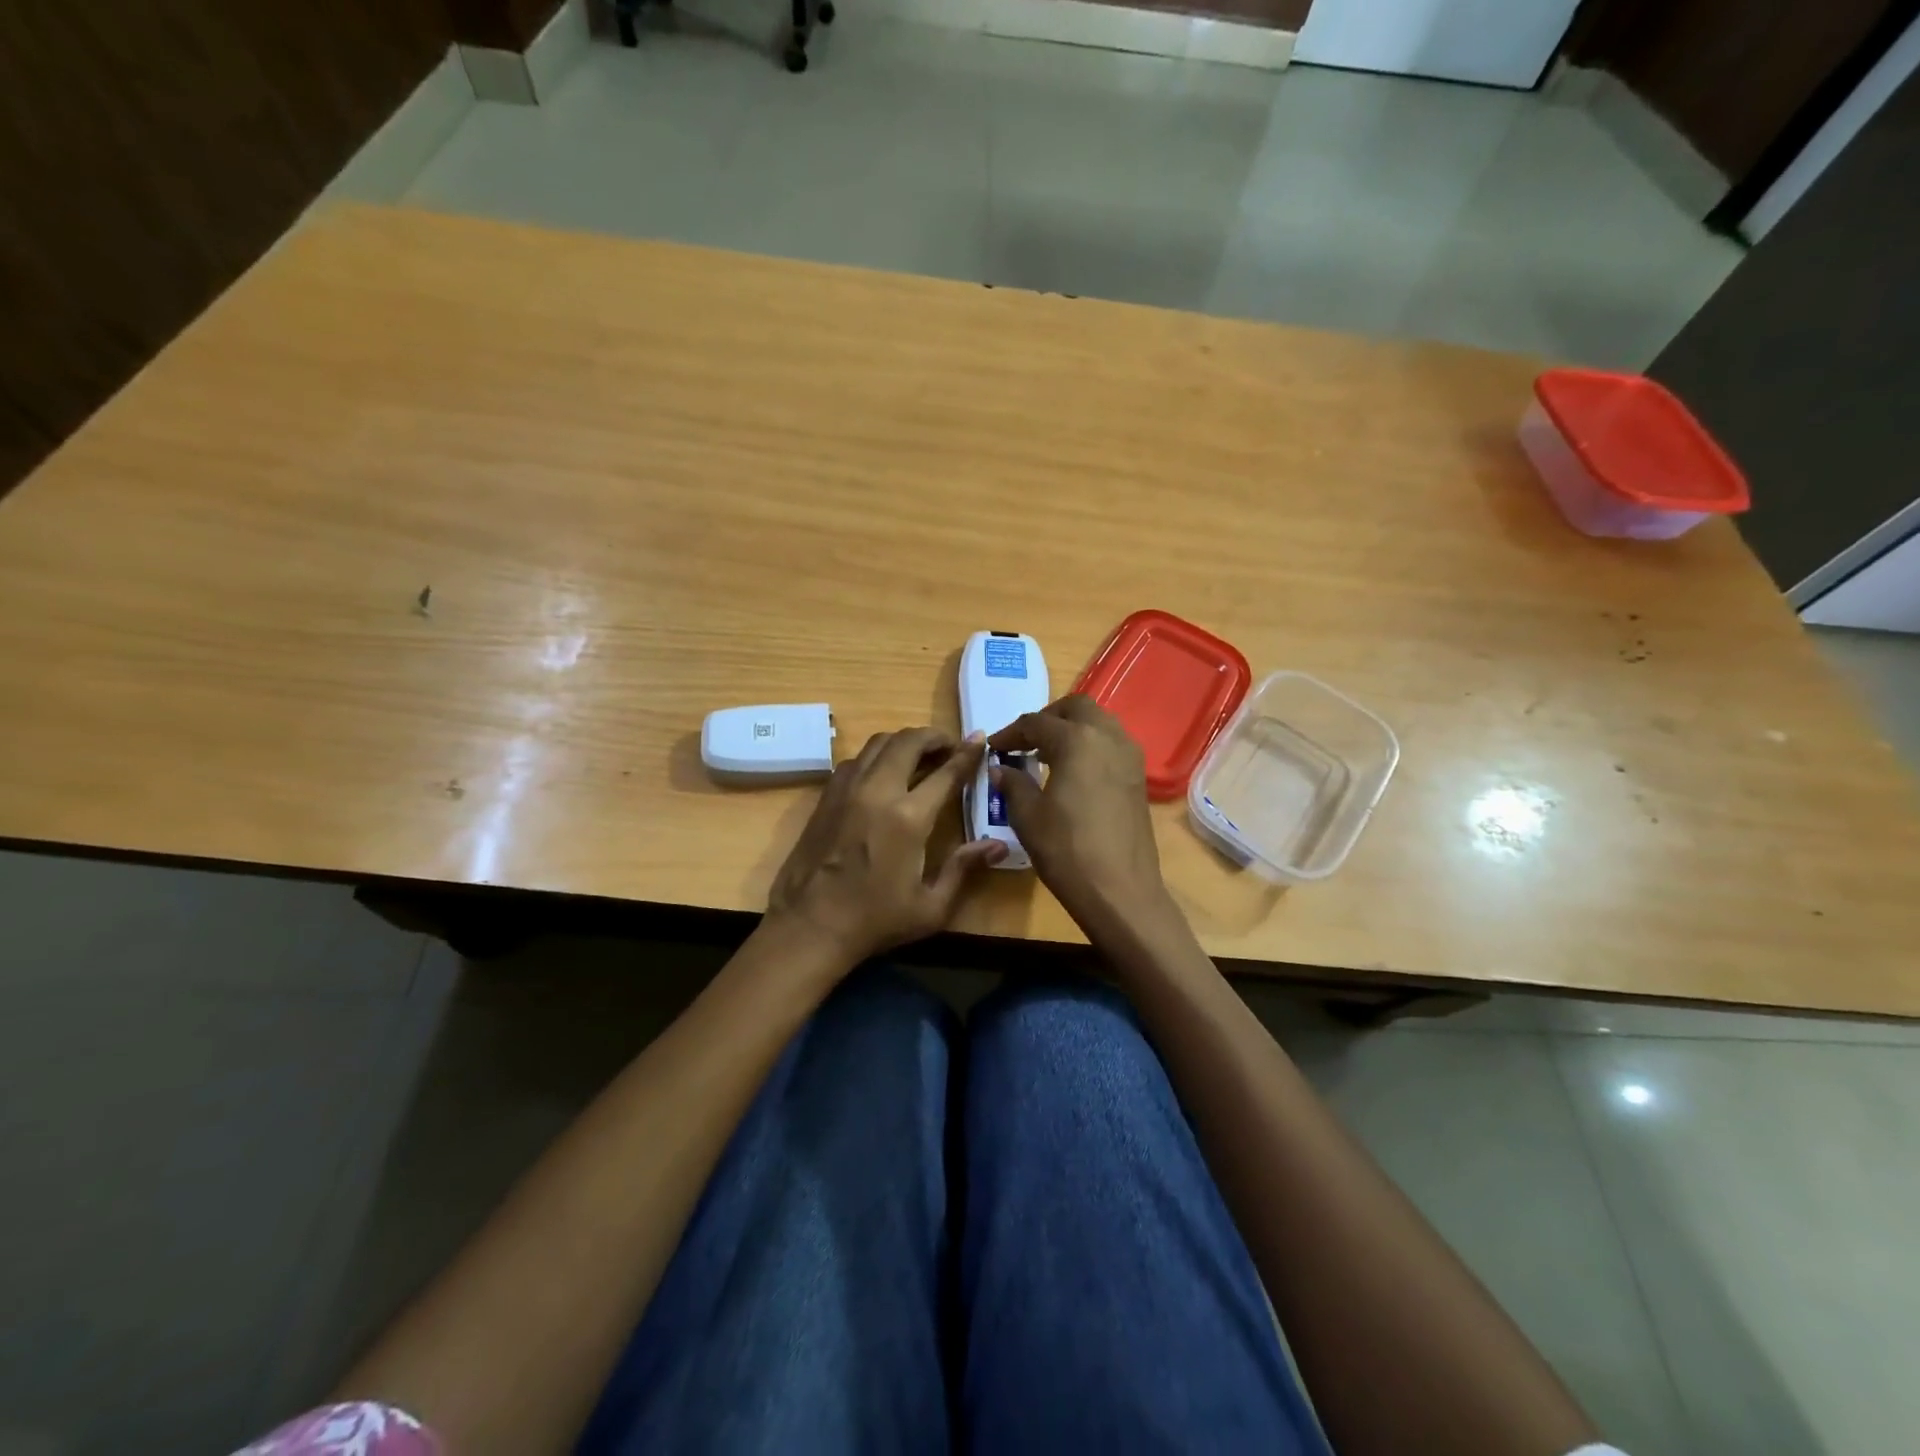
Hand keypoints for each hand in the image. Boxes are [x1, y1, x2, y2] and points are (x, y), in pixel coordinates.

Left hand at [766, 727, 1004, 967]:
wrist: (809, 927)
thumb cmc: (875, 921)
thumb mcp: (931, 906)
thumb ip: (964, 868)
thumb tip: (998, 845)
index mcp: (908, 818)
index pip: (946, 772)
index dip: (967, 753)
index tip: (980, 740)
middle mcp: (877, 791)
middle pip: (909, 742)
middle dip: (934, 737)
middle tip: (950, 746)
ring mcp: (847, 789)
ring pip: (879, 743)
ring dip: (904, 742)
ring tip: (920, 755)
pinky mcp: (826, 796)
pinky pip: (856, 759)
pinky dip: (877, 756)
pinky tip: (885, 773)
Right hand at [989, 696, 1168, 928]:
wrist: (1120, 890)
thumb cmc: (1067, 850)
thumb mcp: (1028, 816)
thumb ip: (1013, 784)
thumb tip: (1001, 768)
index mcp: (1076, 740)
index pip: (1036, 723)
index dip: (1011, 733)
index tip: (994, 747)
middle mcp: (1108, 737)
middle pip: (1076, 708)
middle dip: (1048, 718)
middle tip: (1026, 741)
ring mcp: (1130, 756)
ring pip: (1099, 722)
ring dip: (1073, 728)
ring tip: (1049, 754)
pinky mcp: (1139, 777)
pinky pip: (1112, 744)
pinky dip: (1091, 745)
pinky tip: (1074, 772)